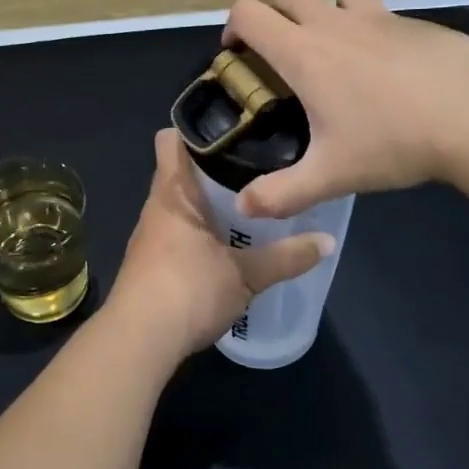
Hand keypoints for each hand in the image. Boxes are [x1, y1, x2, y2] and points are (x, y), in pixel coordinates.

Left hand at [108, 128, 331, 354]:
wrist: (139, 341)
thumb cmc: (188, 290)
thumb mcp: (246, 275)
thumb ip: (287, 257)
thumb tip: (329, 241)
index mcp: (173, 193)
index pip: (172, 140)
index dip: (198, 129)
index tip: (236, 128)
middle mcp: (157, 207)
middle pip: (182, 172)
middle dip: (216, 167)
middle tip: (260, 165)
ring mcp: (150, 237)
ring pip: (182, 204)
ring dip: (209, 203)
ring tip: (252, 201)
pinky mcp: (152, 264)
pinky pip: (179, 232)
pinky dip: (201, 231)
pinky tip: (228, 244)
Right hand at [221, 0, 468, 219]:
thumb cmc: (393, 140)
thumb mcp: (331, 175)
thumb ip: (282, 194)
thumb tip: (244, 209)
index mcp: (304, 52)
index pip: (249, 13)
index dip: (233, 26)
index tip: (237, 54)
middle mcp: (334, 23)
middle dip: (275, 14)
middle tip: (282, 54)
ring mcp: (378, 17)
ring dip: (325, 9)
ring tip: (335, 49)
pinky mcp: (414, 22)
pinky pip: (379, 9)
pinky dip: (368, 25)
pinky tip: (386, 66)